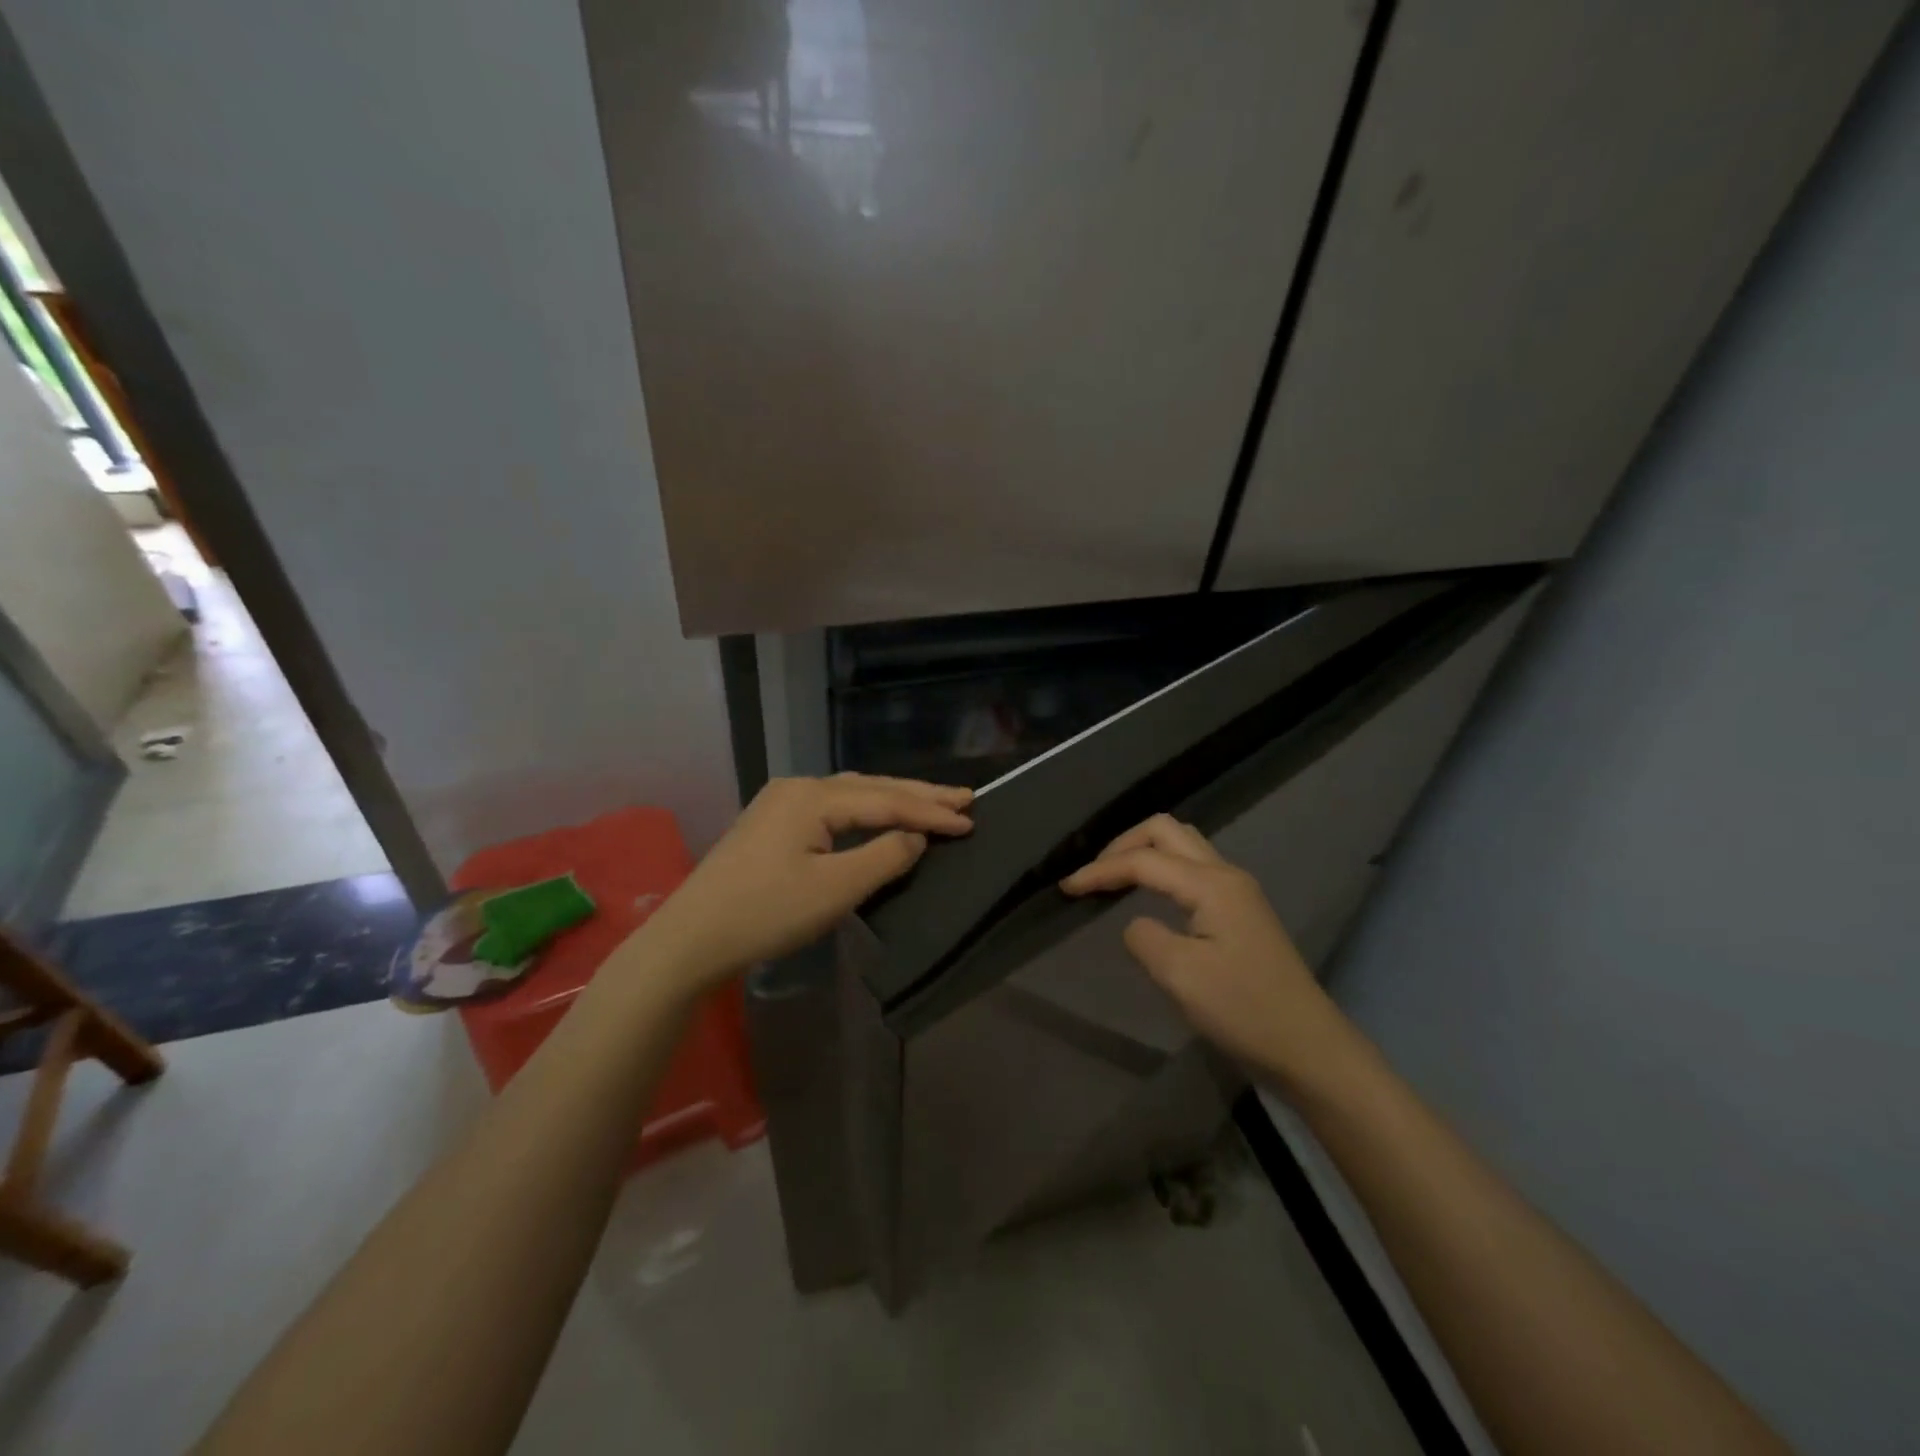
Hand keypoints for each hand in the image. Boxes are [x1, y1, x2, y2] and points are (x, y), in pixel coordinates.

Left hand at [634, 774, 972, 994]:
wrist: (690, 939)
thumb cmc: (765, 914)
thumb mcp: (834, 890)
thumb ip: (883, 858)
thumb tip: (916, 838)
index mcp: (813, 797)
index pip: (886, 800)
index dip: (930, 812)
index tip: (971, 819)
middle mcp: (798, 787)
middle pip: (870, 788)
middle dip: (918, 794)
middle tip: (965, 797)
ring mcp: (781, 802)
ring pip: (851, 794)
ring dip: (893, 799)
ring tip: (932, 801)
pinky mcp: (772, 822)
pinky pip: (833, 807)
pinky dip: (866, 810)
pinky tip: (879, 814)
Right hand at [1060, 814, 1354, 1089]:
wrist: (1308, 1047)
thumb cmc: (1244, 1010)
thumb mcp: (1180, 976)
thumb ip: (1145, 938)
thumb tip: (1137, 924)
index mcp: (1211, 884)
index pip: (1144, 861)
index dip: (1101, 870)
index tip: (1066, 888)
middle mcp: (1226, 874)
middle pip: (1166, 832)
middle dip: (1123, 845)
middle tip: (1094, 874)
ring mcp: (1238, 891)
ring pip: (1183, 845)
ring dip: (1144, 851)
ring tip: (1115, 877)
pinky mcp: (1241, 911)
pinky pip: (1193, 867)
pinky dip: (1162, 868)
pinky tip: (1150, 893)